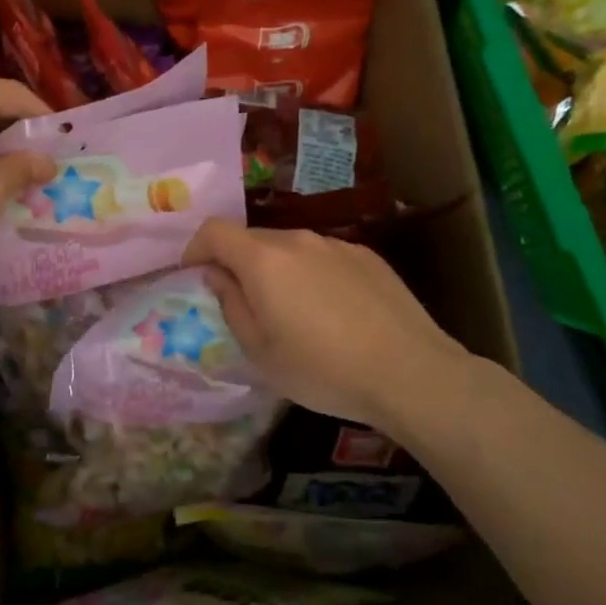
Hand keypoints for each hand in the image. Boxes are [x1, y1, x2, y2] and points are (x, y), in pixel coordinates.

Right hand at [182, 221, 484, 441]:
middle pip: (252, 238)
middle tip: (242, 303)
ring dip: (276, 270)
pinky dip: (311, 275)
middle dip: (236, 263)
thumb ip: (231, 305)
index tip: (194, 276)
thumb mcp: (260, 352)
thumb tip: (218, 276)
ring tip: (291, 311)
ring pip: (289, 248)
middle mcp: (297, 240)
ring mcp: (336, 245)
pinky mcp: (367, 257)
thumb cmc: (323, 369)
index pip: (214, 231)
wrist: (411, 373)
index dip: (195, 249)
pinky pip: (323, 257)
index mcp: (263, 260)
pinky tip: (331, 313)